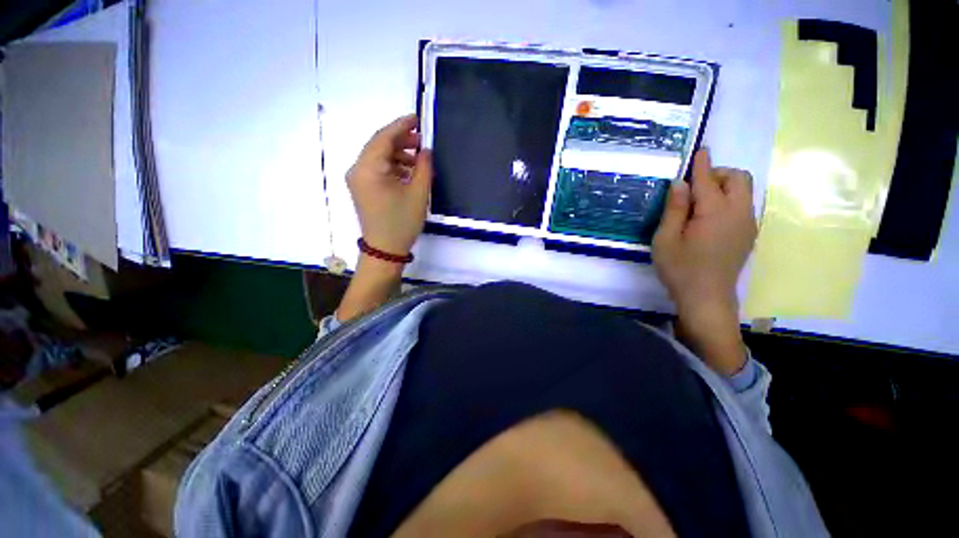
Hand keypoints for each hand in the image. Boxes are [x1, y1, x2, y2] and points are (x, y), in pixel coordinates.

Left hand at [347, 114, 431, 254]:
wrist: (385, 250)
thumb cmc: (402, 222)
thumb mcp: (418, 194)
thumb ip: (424, 167)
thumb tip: (425, 151)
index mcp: (368, 169)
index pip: (383, 138)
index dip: (401, 126)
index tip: (417, 119)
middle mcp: (358, 170)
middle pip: (379, 146)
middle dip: (401, 140)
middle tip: (422, 141)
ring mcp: (358, 180)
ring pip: (378, 157)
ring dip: (398, 154)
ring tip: (419, 159)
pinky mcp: (363, 189)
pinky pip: (377, 169)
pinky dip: (393, 166)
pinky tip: (409, 172)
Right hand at [652, 149, 756, 374]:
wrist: (706, 298)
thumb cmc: (680, 269)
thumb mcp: (665, 239)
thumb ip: (674, 209)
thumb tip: (679, 184)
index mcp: (715, 213)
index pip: (708, 179)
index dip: (702, 163)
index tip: (699, 149)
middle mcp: (739, 213)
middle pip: (737, 178)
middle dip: (717, 174)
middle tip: (692, 188)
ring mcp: (748, 224)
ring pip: (743, 191)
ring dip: (723, 187)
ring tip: (697, 205)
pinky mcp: (749, 234)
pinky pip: (743, 205)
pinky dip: (728, 200)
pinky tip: (708, 219)